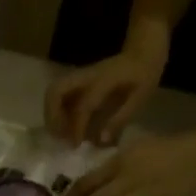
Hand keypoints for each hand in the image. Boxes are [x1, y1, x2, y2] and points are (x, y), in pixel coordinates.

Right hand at [44, 45, 166, 145]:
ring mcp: (79, 77)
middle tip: (60, 135)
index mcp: (103, 80)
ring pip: (52, 93)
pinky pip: (58, 96)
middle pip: (55, 91)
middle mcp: (86, 76)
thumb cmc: (144, 74)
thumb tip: (101, 141)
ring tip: (60, 133)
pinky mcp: (77, 82)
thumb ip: (120, 119)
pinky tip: (65, 125)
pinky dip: (56, 112)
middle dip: (52, 116)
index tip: (76, 145)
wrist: (143, 51)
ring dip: (51, 115)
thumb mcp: (140, 97)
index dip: (76, 127)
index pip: (83, 105)